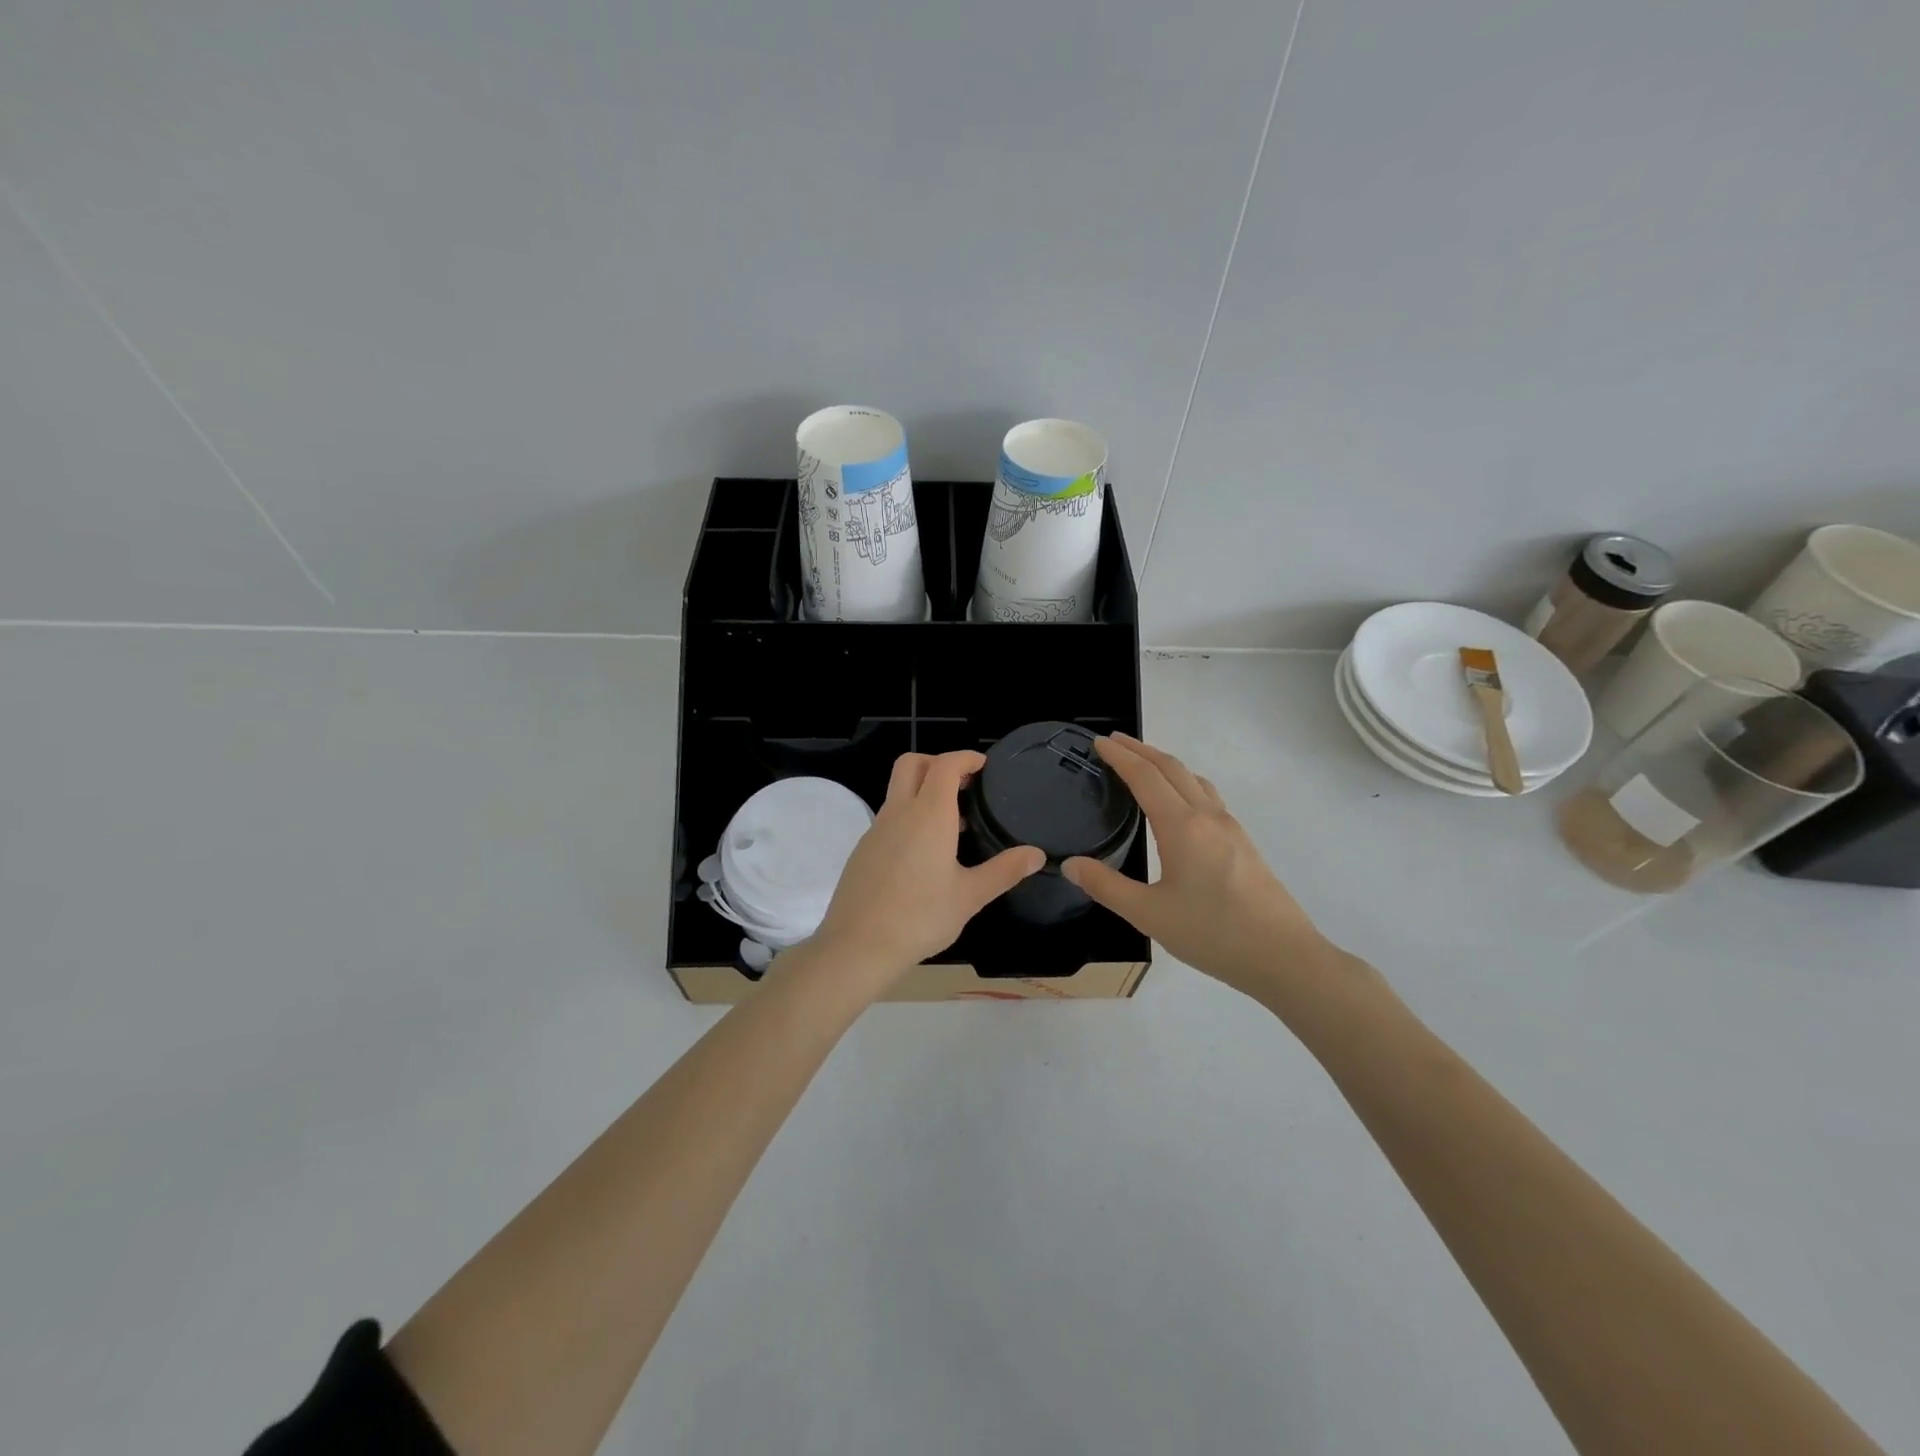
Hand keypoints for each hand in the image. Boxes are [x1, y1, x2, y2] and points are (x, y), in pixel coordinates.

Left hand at [803, 751, 1043, 992]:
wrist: (858, 946)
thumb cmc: (921, 917)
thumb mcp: (970, 896)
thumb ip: (1004, 871)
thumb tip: (1037, 855)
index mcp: (929, 815)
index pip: (945, 765)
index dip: (965, 758)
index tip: (983, 766)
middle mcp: (899, 812)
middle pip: (912, 764)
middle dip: (937, 762)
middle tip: (963, 784)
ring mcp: (876, 830)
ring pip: (898, 791)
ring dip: (923, 792)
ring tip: (953, 825)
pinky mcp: (863, 850)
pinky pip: (889, 818)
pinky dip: (909, 818)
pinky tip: (924, 855)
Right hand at [1062, 734, 1334, 999]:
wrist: (1284, 956)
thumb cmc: (1213, 933)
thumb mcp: (1149, 915)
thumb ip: (1107, 887)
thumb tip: (1071, 864)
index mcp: (1182, 826)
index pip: (1145, 777)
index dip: (1120, 757)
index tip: (1098, 742)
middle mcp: (1207, 817)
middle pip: (1172, 768)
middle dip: (1141, 750)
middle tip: (1114, 742)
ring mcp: (1230, 828)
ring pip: (1194, 779)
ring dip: (1165, 763)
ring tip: (1144, 764)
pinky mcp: (1243, 843)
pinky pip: (1208, 796)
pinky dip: (1184, 782)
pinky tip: (1180, 804)